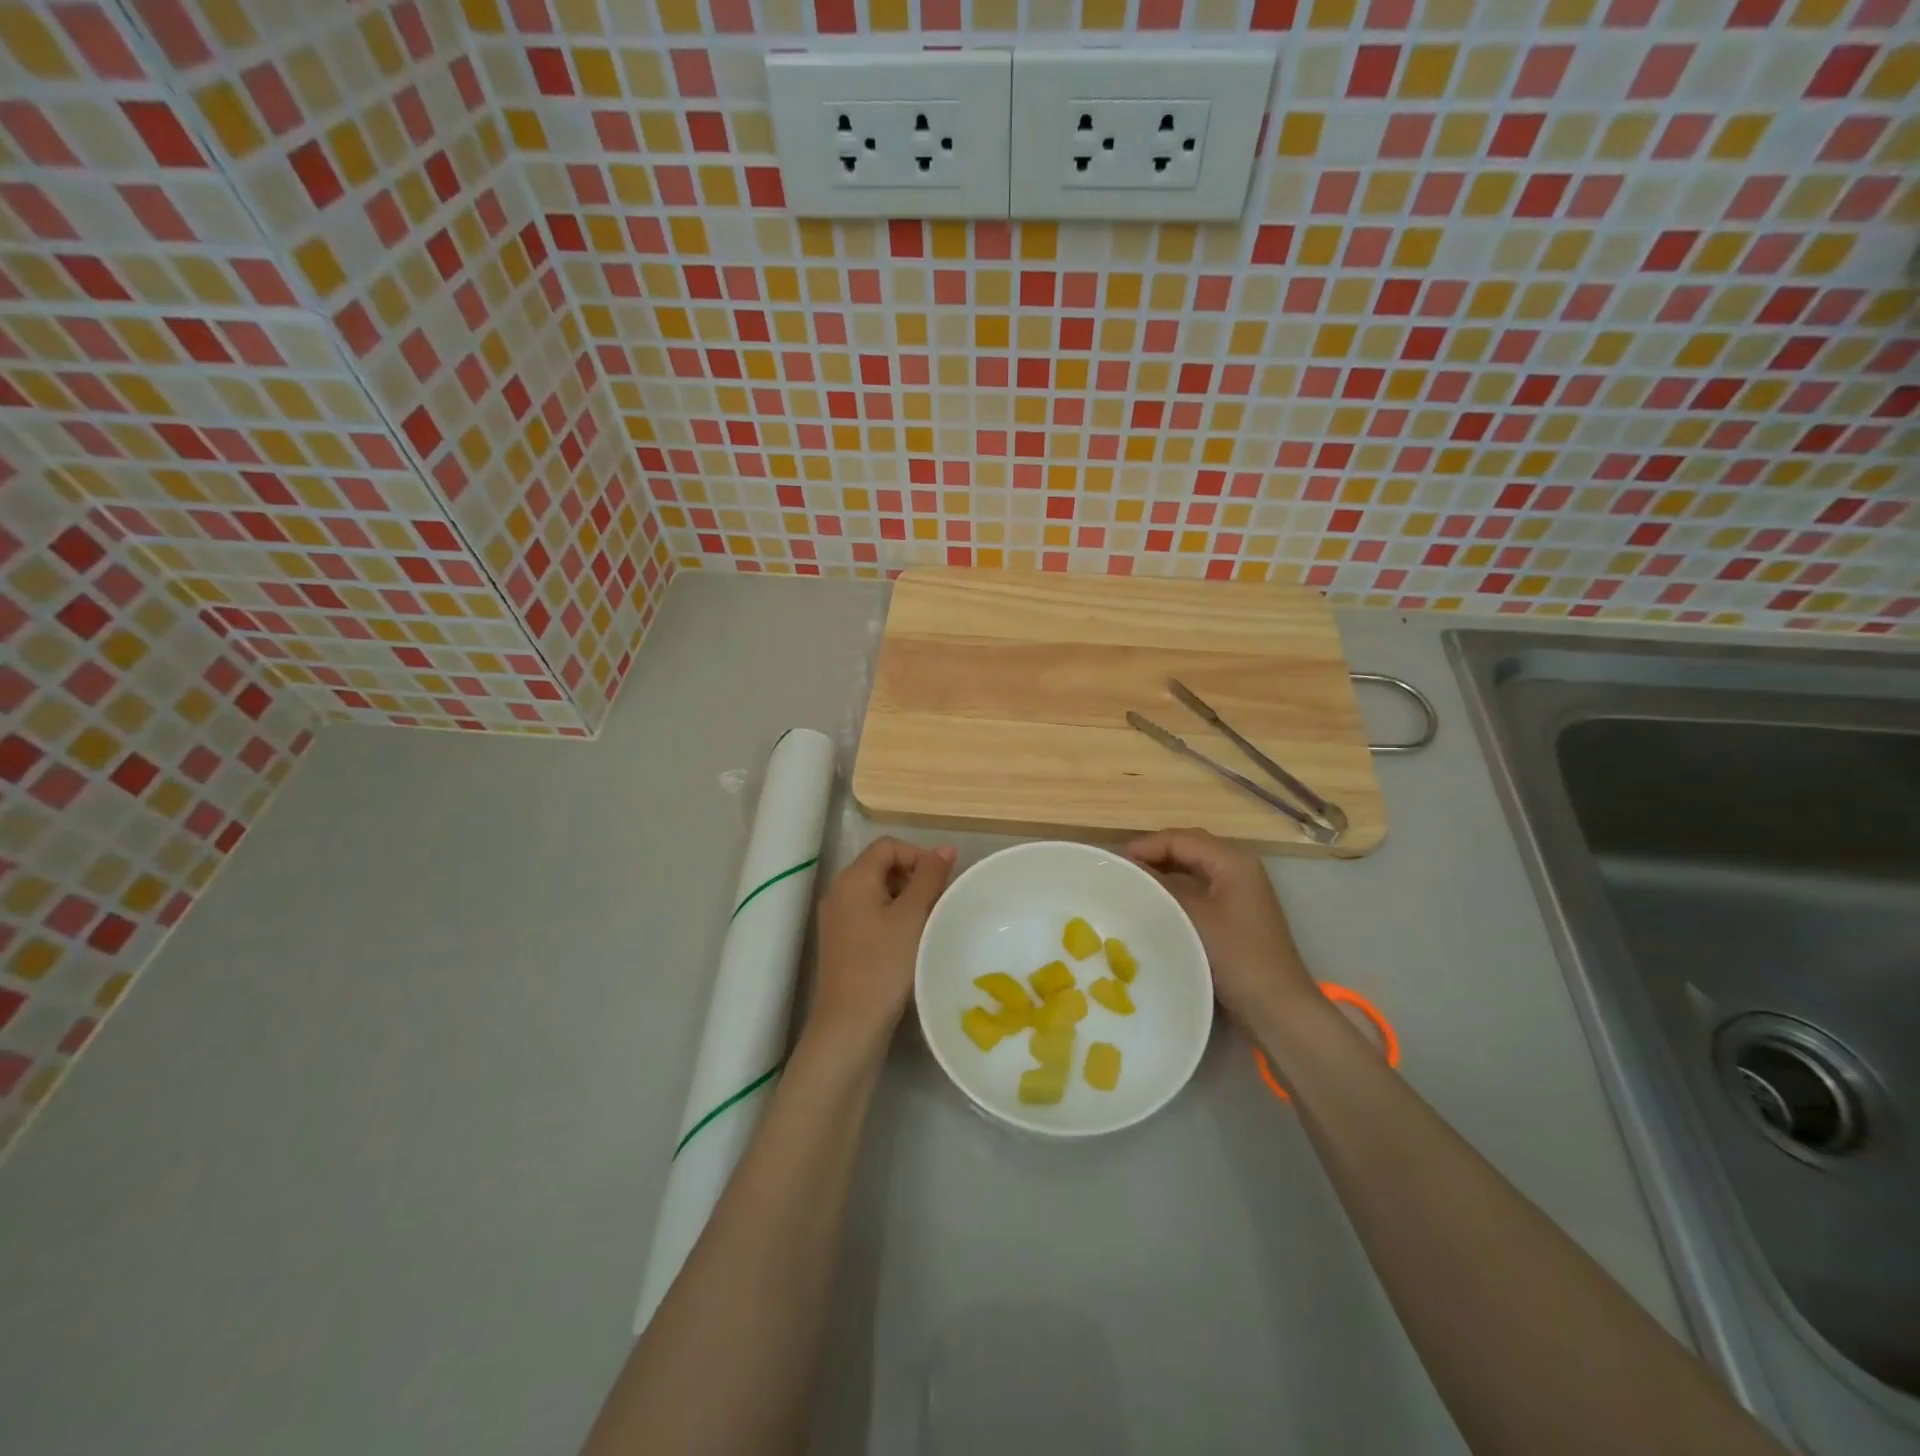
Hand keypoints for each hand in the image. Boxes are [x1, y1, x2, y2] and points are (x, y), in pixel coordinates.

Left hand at [809, 836, 956, 1052]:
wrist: (850, 1024)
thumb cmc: (884, 964)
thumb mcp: (913, 916)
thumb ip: (930, 877)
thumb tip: (945, 847)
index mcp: (853, 878)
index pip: (888, 846)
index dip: (918, 855)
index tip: (941, 882)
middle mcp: (839, 892)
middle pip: (881, 866)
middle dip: (914, 877)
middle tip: (938, 903)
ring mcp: (837, 919)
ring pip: (877, 892)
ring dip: (906, 900)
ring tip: (928, 923)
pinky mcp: (841, 943)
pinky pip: (870, 915)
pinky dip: (892, 918)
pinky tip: (910, 941)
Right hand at [1126, 828, 1314, 1027]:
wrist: (1277, 1008)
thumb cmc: (1236, 956)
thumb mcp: (1192, 917)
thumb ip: (1159, 886)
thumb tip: (1127, 867)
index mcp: (1231, 860)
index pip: (1179, 838)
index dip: (1144, 846)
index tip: (1113, 863)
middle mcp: (1237, 866)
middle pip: (1187, 847)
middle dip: (1152, 855)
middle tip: (1120, 871)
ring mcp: (1238, 889)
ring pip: (1192, 868)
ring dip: (1162, 872)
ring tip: (1131, 884)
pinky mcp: (1235, 911)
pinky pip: (1198, 887)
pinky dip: (1175, 889)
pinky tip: (1154, 902)